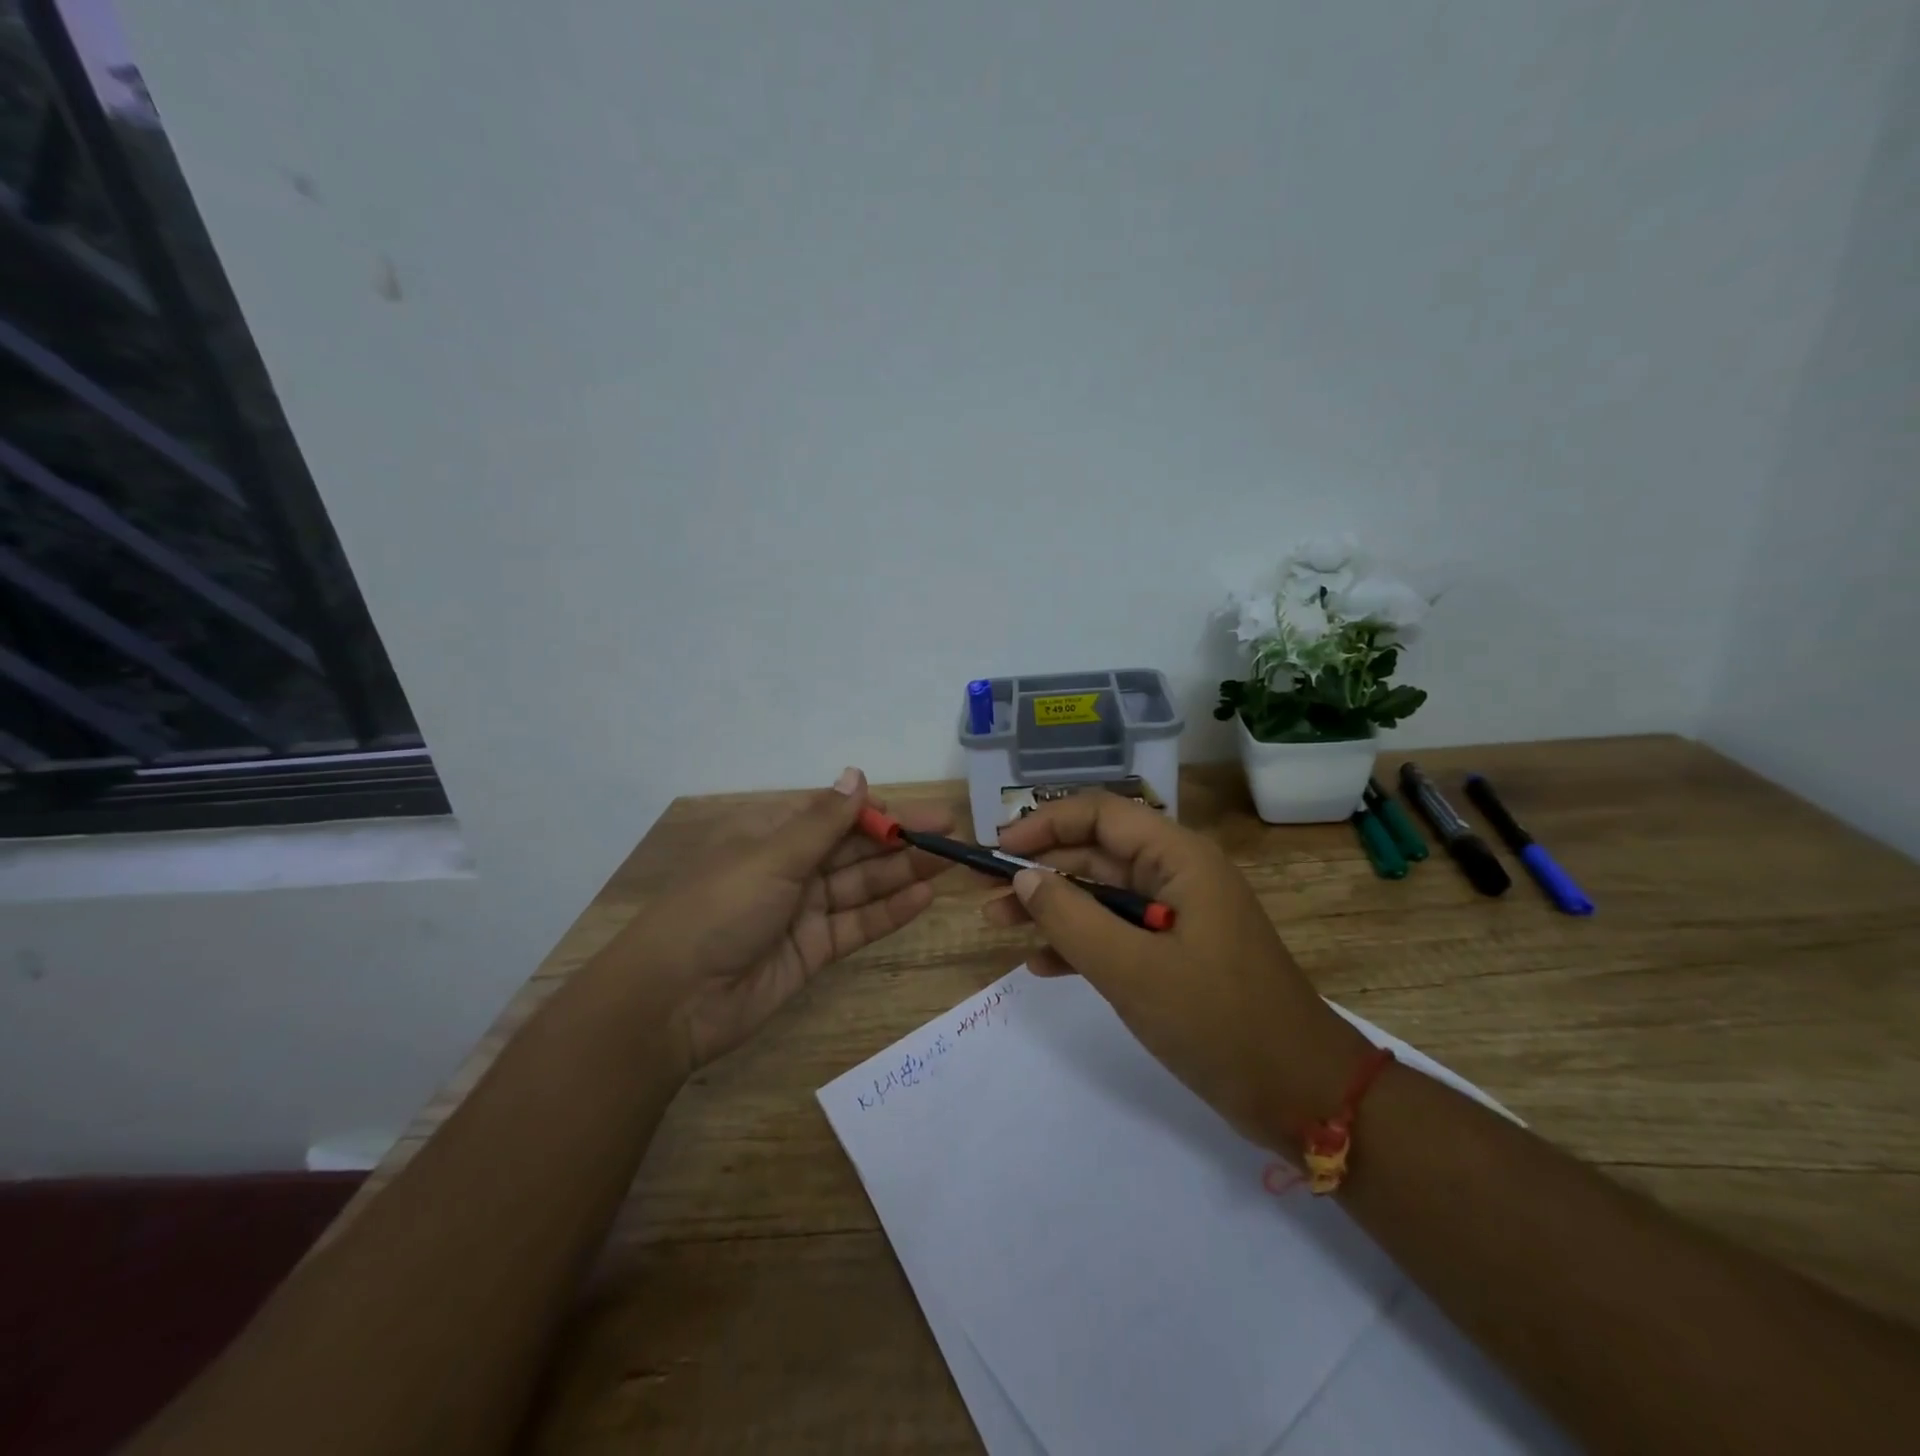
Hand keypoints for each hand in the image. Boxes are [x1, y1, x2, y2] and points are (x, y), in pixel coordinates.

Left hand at [630, 768, 951, 1074]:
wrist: (673, 1002)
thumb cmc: (718, 910)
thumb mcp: (771, 857)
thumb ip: (822, 821)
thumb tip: (856, 774)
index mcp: (772, 834)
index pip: (835, 813)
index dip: (879, 811)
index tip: (921, 813)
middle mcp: (791, 867)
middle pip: (855, 848)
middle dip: (901, 841)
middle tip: (953, 836)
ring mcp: (804, 910)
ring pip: (862, 884)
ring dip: (904, 873)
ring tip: (950, 863)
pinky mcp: (813, 949)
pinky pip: (858, 924)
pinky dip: (889, 912)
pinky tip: (923, 898)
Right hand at [983, 794, 1369, 1150]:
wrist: (1304, 1096)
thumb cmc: (1220, 1022)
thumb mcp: (1133, 970)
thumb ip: (1071, 918)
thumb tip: (1023, 876)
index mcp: (1179, 859)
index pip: (1100, 814)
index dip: (1044, 825)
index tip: (998, 850)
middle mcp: (1178, 875)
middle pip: (1096, 853)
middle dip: (1040, 869)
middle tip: (986, 894)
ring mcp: (1178, 916)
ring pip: (1102, 895)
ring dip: (1052, 906)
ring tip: (998, 923)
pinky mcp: (1177, 954)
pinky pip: (1118, 933)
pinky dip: (1079, 943)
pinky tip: (1040, 965)